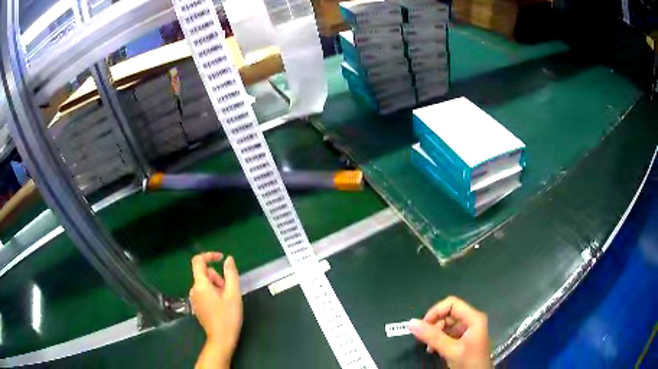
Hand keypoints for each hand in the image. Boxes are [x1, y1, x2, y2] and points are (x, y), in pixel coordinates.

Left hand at [190, 252, 242, 368]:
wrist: (221, 339)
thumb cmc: (228, 316)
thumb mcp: (233, 294)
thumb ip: (231, 274)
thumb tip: (228, 259)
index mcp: (200, 284)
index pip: (198, 261)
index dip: (209, 255)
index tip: (222, 258)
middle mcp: (194, 289)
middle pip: (204, 273)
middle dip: (217, 277)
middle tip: (229, 289)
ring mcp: (194, 298)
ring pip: (205, 283)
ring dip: (216, 286)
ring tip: (227, 299)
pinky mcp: (197, 306)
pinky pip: (204, 292)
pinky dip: (213, 293)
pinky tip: (222, 305)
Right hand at [409, 296, 491, 368]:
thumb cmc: (468, 362)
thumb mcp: (450, 350)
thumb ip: (432, 337)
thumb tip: (411, 323)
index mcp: (474, 318)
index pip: (452, 303)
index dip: (436, 311)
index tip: (422, 326)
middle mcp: (472, 320)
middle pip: (449, 314)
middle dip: (434, 325)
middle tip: (424, 339)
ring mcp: (468, 330)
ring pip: (447, 324)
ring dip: (435, 334)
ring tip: (429, 347)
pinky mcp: (464, 339)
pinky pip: (448, 333)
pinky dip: (439, 340)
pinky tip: (434, 350)